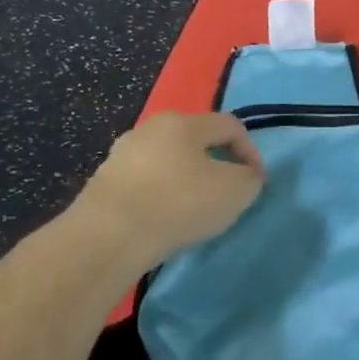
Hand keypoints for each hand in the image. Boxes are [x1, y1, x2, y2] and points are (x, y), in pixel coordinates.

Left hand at [81, 111, 266, 264]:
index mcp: (184, 122)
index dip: (251, 151)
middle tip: (226, 194)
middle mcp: (150, 128)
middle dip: (216, 164)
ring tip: (194, 211)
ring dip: (186, 180)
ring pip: (167, 162)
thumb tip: (246, 175)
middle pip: (196, 141)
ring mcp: (121, 154)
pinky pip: (144, 183)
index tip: (256, 182)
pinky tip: (163, 220)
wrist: (108, 237)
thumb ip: (251, 178)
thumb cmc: (179, 203)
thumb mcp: (236, 191)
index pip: (230, 126)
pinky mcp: (102, 182)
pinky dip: (160, 196)